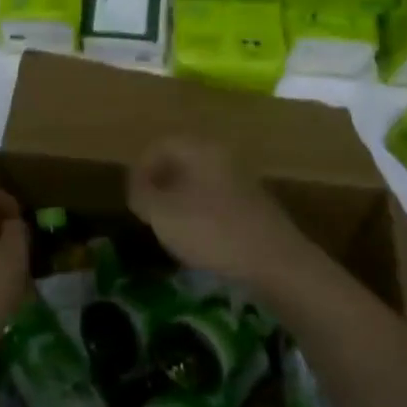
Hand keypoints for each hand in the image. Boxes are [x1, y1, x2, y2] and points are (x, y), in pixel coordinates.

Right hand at [127, 136, 311, 287]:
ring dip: (178, 200)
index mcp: (200, 150)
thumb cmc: (211, 230)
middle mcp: (223, 157)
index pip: (160, 145)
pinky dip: (200, 214)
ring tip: (168, 228)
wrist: (275, 261)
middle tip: (146, 211)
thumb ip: (142, 195)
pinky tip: (197, 239)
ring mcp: (242, 182)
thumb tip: (138, 189)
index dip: (139, 169)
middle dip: (159, 184)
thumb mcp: (162, 214)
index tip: (131, 197)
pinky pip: (216, 200)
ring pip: (199, 182)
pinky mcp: (254, 207)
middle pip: (181, 161)